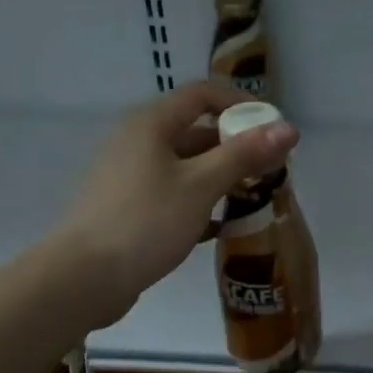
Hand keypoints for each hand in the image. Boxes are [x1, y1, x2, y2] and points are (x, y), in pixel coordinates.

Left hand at [50, 81, 297, 327]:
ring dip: (220, 177)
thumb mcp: (201, 185)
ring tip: (252, 199)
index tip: (273, 130)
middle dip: (235, 147)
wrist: (83, 277)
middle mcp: (137, 142)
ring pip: (185, 166)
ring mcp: (129, 176)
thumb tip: (289, 128)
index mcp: (151, 124)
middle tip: (270, 171)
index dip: (241, 105)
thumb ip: (244, 155)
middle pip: (195, 131)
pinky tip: (220, 227)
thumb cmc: (145, 222)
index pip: (203, 95)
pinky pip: (172, 193)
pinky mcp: (127, 208)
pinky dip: (198, 202)